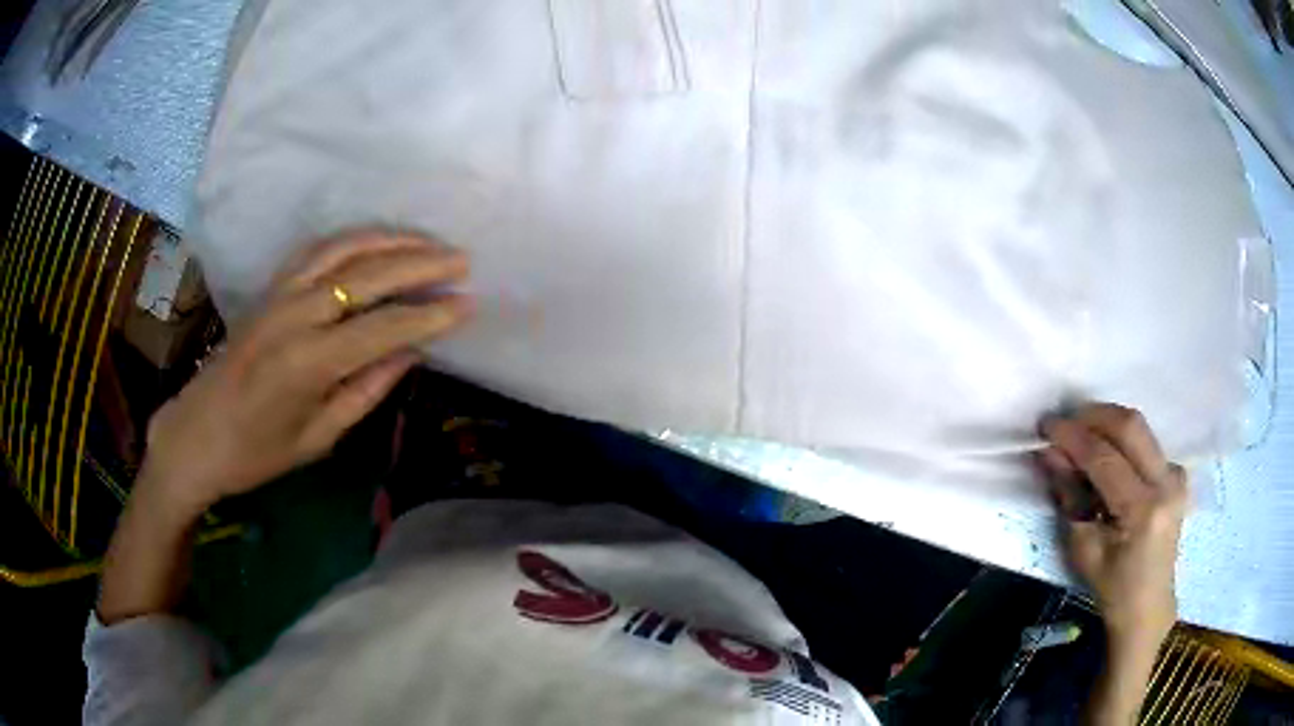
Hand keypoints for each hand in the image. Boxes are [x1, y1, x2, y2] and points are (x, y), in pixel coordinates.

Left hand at [138, 231, 471, 517]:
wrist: (196, 435)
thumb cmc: (256, 453)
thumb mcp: (317, 437)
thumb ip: (366, 389)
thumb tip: (411, 352)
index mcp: (308, 363)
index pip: (382, 328)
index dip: (428, 316)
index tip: (467, 305)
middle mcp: (295, 315)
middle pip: (367, 274)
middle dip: (419, 265)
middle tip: (462, 261)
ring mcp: (279, 294)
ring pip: (343, 249)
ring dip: (390, 240)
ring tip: (428, 242)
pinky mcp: (269, 288)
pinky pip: (317, 250)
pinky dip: (352, 238)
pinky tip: (375, 241)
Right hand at [1040, 404, 1186, 648]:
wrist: (1148, 605)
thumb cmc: (1111, 587)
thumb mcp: (1082, 548)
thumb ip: (1069, 495)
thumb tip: (1049, 454)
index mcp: (1142, 510)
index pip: (1104, 458)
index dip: (1073, 436)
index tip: (1046, 425)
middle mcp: (1166, 482)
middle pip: (1130, 426)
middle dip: (1093, 416)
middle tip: (1065, 420)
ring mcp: (1176, 474)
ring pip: (1140, 427)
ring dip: (1107, 423)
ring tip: (1081, 432)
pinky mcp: (1177, 473)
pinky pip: (1147, 442)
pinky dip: (1122, 439)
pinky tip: (1107, 453)